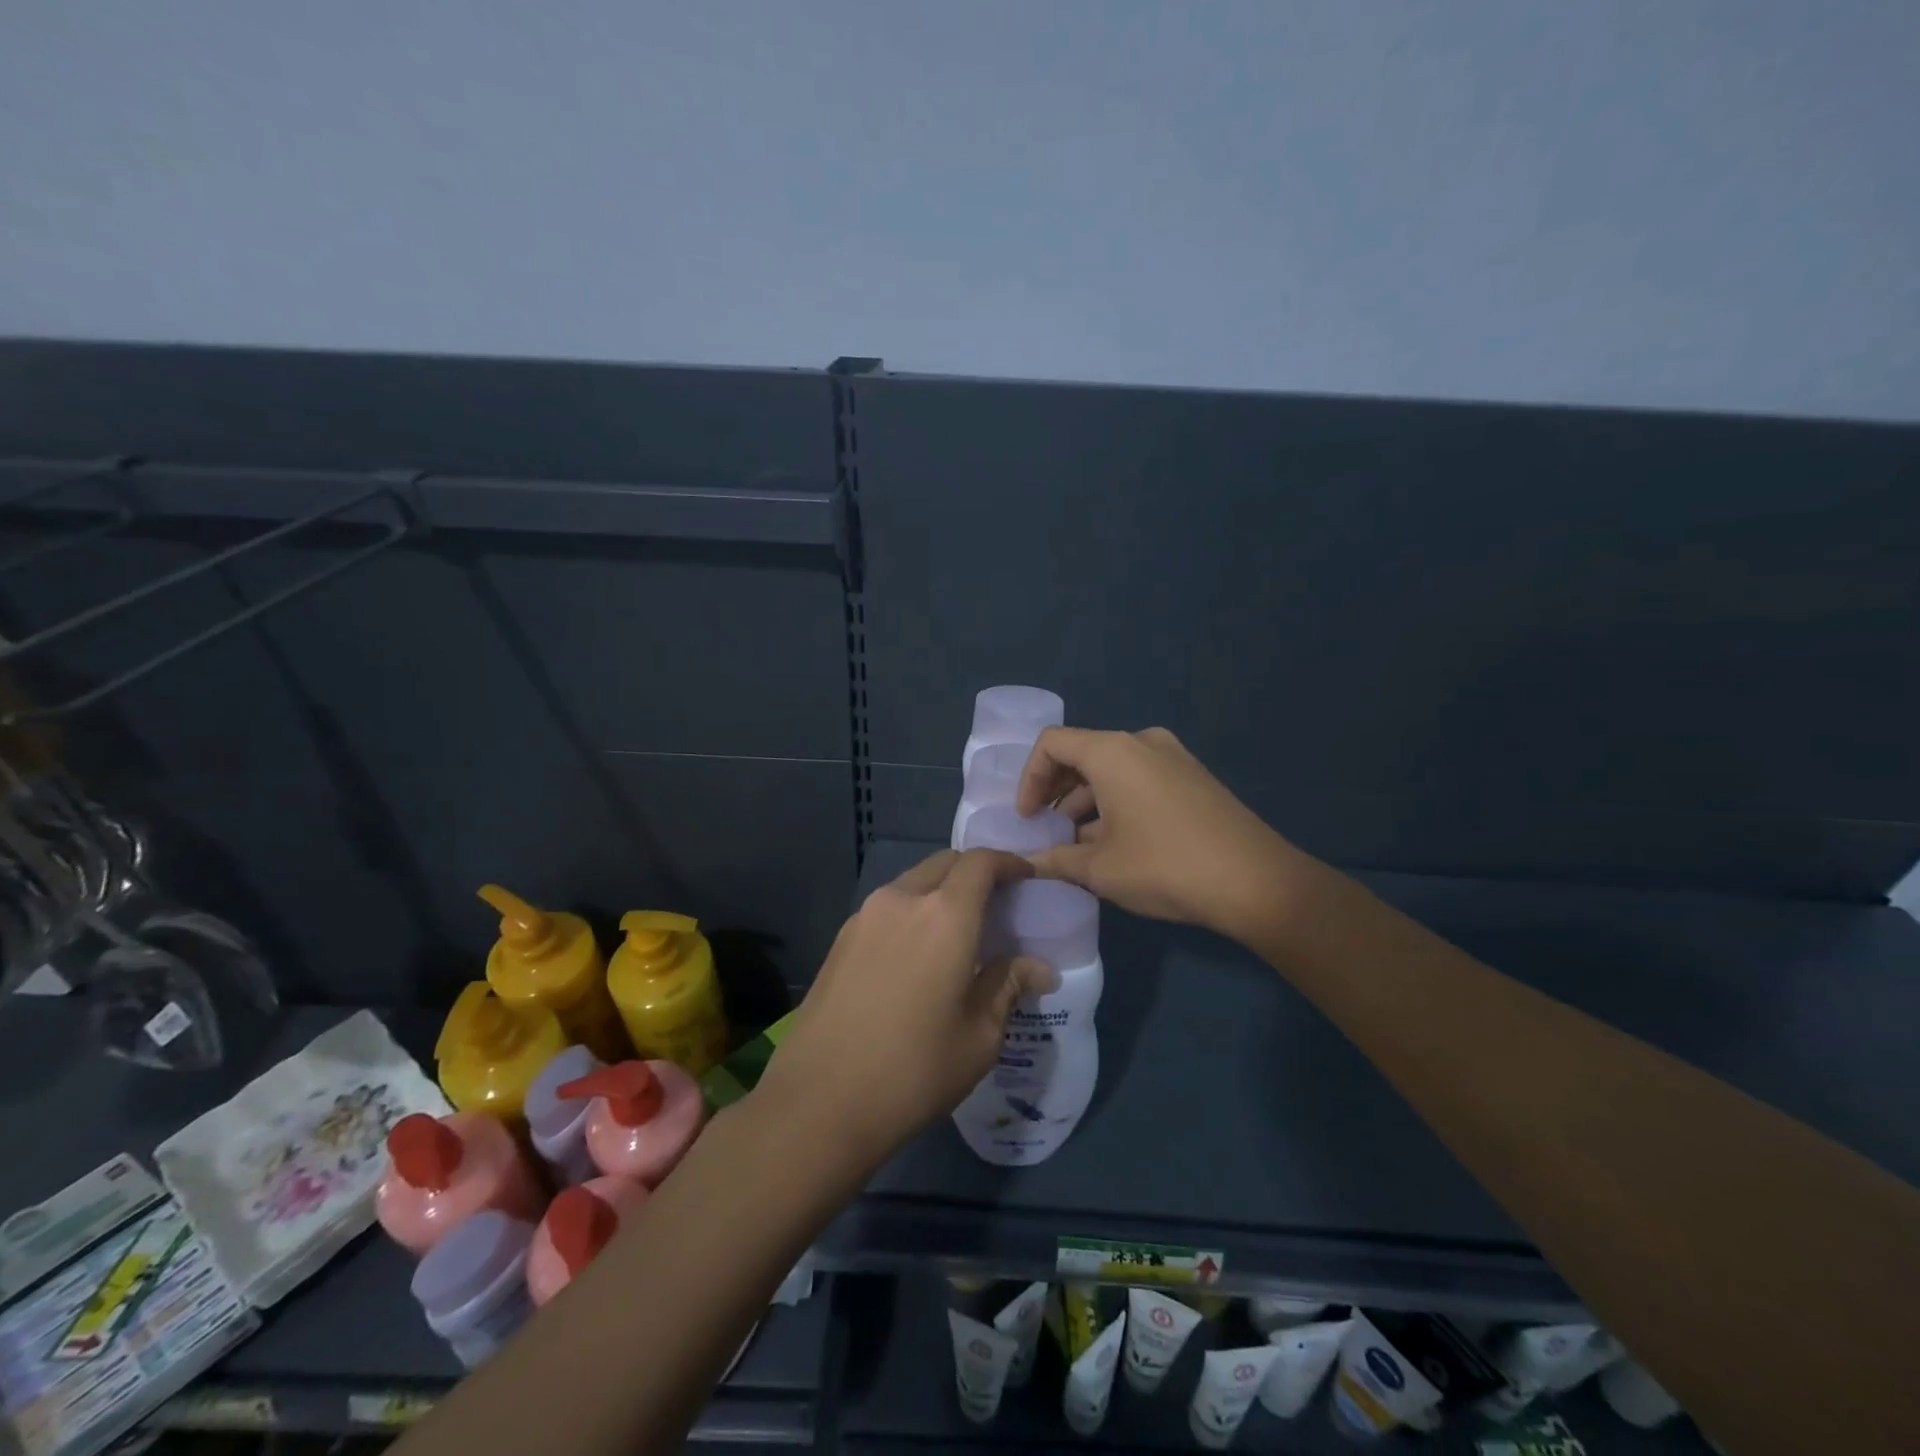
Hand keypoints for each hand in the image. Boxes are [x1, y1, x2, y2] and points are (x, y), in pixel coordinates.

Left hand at [759, 848, 1054, 1161]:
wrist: (818, 1102)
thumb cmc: (913, 1070)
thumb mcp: (979, 1036)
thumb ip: (1008, 986)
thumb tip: (1040, 969)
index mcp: (945, 916)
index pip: (980, 862)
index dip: (1008, 862)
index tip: (1027, 877)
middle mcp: (902, 900)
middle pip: (944, 863)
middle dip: (974, 872)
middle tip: (997, 905)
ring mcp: (865, 916)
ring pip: (913, 883)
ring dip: (940, 892)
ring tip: (958, 932)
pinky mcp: (841, 938)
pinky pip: (888, 907)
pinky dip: (912, 912)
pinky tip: (918, 954)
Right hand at [1016, 726, 1300, 938]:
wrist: (1256, 882)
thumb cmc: (1165, 866)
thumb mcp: (1100, 869)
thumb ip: (1054, 861)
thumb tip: (1023, 864)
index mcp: (1112, 752)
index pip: (1051, 744)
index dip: (1029, 779)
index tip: (1027, 818)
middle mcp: (1142, 742)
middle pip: (1082, 753)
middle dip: (1056, 791)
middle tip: (1046, 829)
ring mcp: (1173, 757)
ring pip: (1112, 768)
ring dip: (1086, 800)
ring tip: (1078, 844)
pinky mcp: (1192, 777)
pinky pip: (1139, 777)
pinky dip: (1116, 801)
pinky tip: (1115, 842)